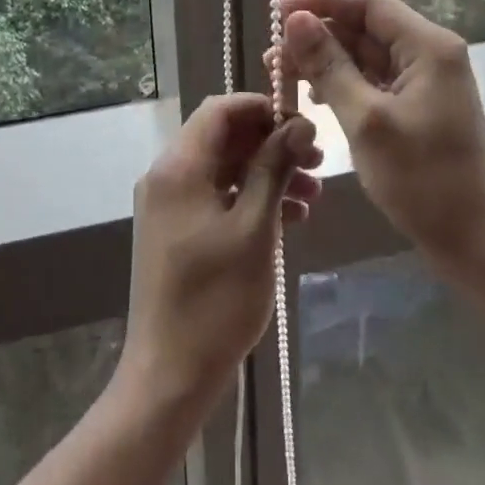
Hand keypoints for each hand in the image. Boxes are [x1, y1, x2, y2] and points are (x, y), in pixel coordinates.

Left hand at [118, 94, 320, 409]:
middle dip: (272, 143)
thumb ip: (274, 168)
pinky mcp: (176, 230)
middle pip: (224, 137)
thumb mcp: (255, 228)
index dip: (262, 108)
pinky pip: (216, 196)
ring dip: (267, 172)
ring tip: (314, 195)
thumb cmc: (215, 300)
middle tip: (317, 161)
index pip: (220, 109)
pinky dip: (250, 198)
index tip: (303, 125)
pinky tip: (290, 218)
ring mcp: (170, 204)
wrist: (169, 376)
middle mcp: (168, 175)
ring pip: (224, 168)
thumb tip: (299, 124)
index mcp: (179, 166)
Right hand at [278, 0, 484, 288]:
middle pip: (364, 27)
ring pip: (365, 54)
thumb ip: (329, 66)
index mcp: (427, 45)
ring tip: (284, 79)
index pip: (366, 2)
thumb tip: (295, 20)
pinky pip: (373, 79)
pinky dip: (342, 83)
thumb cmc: (423, 181)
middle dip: (317, 37)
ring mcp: (425, 79)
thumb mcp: (366, 121)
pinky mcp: (418, 104)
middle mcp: (429, 52)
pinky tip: (315, 98)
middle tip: (272, 58)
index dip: (319, 1)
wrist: (474, 244)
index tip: (276, 14)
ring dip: (325, 61)